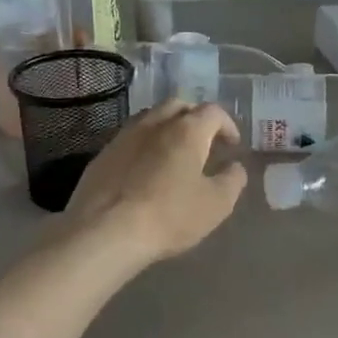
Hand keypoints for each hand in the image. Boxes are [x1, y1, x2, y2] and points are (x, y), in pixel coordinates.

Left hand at [62, 101, 247, 269]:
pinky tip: (145, 169)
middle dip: (195, 118)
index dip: (227, 125)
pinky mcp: (102, 155)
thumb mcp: (216, 204)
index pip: (213, 112)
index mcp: (187, 130)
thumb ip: (232, 180)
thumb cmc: (169, 216)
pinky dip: (144, 145)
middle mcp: (154, 123)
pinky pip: (129, 139)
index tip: (232, 145)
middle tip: (204, 141)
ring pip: (150, 118)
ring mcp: (124, 136)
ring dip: (167, 128)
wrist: (105, 231)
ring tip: (174, 152)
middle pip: (178, 106)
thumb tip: (235, 167)